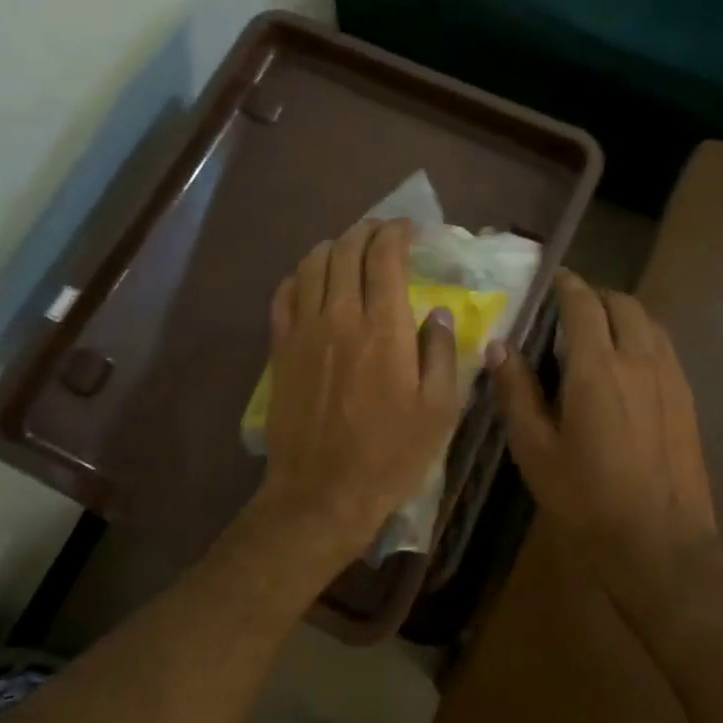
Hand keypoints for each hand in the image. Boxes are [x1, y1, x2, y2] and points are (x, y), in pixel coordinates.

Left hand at [257, 220, 460, 564]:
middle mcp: (340, 316)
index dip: (397, 233)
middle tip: (382, 234)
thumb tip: (438, 312)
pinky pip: (283, 295)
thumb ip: (442, 353)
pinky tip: (312, 281)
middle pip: (346, 250)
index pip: (385, 257)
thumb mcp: (439, 410)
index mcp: (384, 328)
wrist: (322, 493)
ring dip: (333, 247)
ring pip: (311, 265)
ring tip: (349, 251)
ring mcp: (303, 331)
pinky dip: (300, 276)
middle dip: (366, 231)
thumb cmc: (390, 455)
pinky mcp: (280, 350)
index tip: (409, 230)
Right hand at [487, 271, 722, 619]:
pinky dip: (643, 339)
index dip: (568, 285)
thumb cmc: (586, 499)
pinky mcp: (687, 400)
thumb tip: (498, 347)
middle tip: (571, 309)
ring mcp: (670, 378)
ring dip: (623, 315)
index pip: (583, 305)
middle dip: (597, 297)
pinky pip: (665, 349)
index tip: (554, 279)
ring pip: (650, 324)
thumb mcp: (535, 449)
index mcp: (597, 368)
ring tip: (600, 333)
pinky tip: (629, 367)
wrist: (660, 544)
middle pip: (623, 304)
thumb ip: (515, 392)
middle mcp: (639, 360)